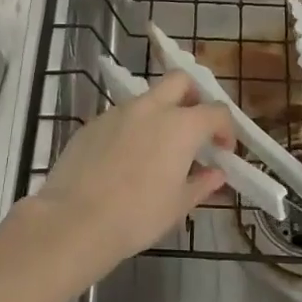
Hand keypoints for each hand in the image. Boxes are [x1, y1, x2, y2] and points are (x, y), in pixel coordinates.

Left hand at [31, 71, 232, 281]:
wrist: (74, 220)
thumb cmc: (137, 216)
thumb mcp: (178, 205)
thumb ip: (201, 184)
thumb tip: (216, 174)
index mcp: (180, 126)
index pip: (216, 111)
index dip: (226, 129)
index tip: (224, 150)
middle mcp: (151, 108)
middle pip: (180, 81)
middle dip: (194, 97)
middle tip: (195, 127)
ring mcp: (118, 112)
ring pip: (148, 98)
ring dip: (161, 112)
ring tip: (158, 149)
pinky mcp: (93, 123)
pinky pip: (121, 116)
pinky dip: (133, 128)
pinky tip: (125, 159)